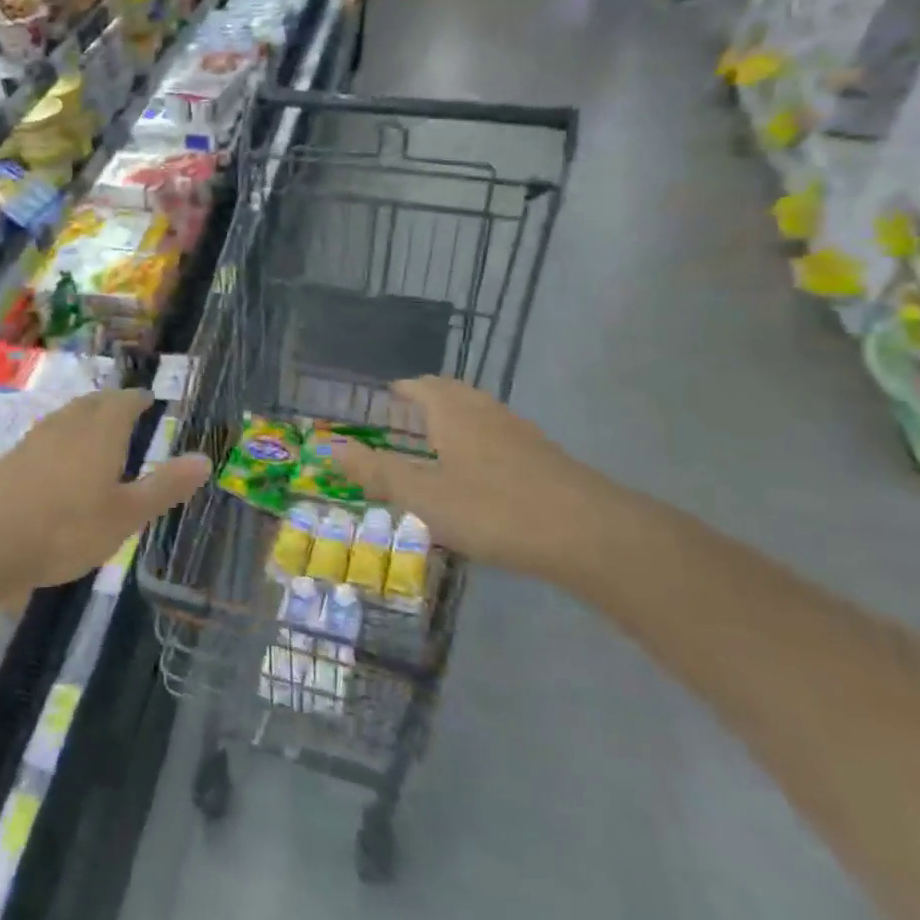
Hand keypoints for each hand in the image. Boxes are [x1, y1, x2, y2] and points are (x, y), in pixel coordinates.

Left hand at [0, 389, 209, 596]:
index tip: (147, 398)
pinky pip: (42, 440)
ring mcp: (32, 443)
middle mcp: (66, 427)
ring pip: (64, 419)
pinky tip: (54, 462)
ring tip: (92, 429)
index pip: (123, 403)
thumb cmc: (65, 528)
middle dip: (109, 403)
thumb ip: (164, 487)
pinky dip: (58, 441)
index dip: (137, 399)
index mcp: (100, 433)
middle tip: (122, 408)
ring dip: (81, 418)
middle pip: (91, 404)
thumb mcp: (125, 515)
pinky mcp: (7, 463)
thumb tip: (205, 459)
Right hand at [326, 377, 638, 583]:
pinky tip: (479, 472)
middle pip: (452, 393)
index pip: (421, 386)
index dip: (401, 389)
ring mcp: (520, 433)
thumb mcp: (423, 495)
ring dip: (454, 419)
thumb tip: (331, 449)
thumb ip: (377, 472)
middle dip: (427, 398)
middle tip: (406, 413)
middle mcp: (486, 412)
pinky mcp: (543, 458)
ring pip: (478, 414)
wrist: (588, 533)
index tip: (386, 393)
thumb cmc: (493, 508)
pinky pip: (499, 437)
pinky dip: (478, 442)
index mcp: (453, 412)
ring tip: (438, 440)